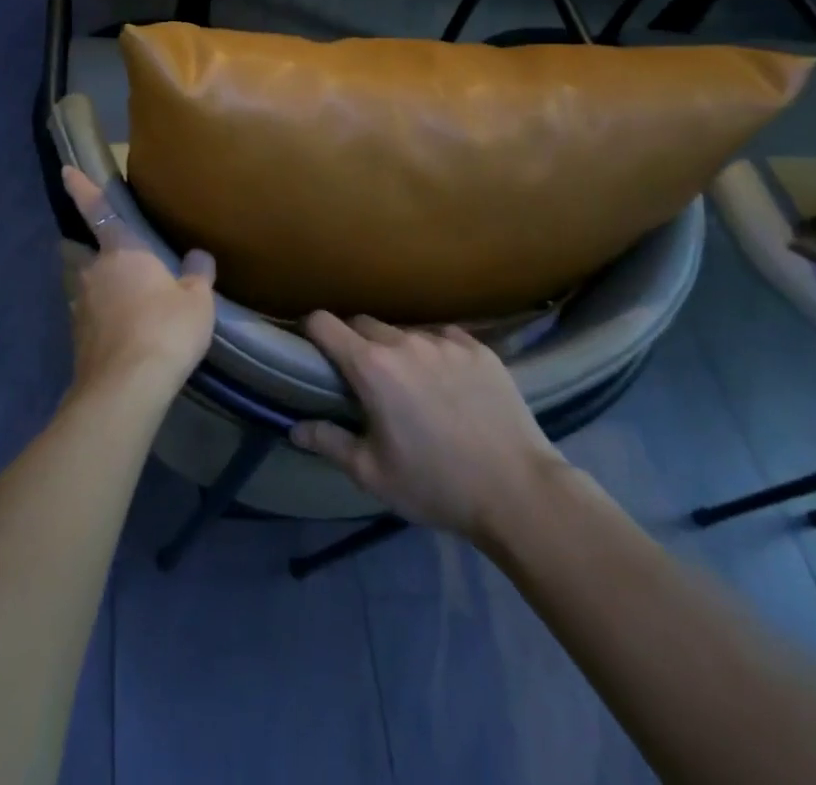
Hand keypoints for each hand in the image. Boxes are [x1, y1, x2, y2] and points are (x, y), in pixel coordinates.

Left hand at [61, 167, 216, 402]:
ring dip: (102, 290)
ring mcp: (80, 305)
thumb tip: (199, 256)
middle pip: (87, 253)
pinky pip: (91, 317)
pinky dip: (103, 320)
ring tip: (128, 306)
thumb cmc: (165, 330)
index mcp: (122, 251)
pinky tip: (123, 335)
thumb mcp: (197, 302)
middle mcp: (93, 272)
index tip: (66, 171)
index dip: (81, 188)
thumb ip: (197, 276)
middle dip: (97, 253)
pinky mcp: (78, 337)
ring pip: (88, 286)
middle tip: (120, 263)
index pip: (98, 210)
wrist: (126, 386)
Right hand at [291, 313, 568, 549]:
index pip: (323, 322)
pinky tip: (448, 382)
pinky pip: (443, 337)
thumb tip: (294, 428)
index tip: (312, 348)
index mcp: (371, 366)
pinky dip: (434, 352)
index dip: (311, 330)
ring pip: (404, 331)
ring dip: (396, 348)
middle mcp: (404, 341)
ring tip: (411, 383)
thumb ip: (329, 443)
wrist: (521, 494)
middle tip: (363, 377)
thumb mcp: (373, 474)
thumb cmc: (437, 485)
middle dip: (354, 342)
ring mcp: (445, 341)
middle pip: (363, 322)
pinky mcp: (479, 348)